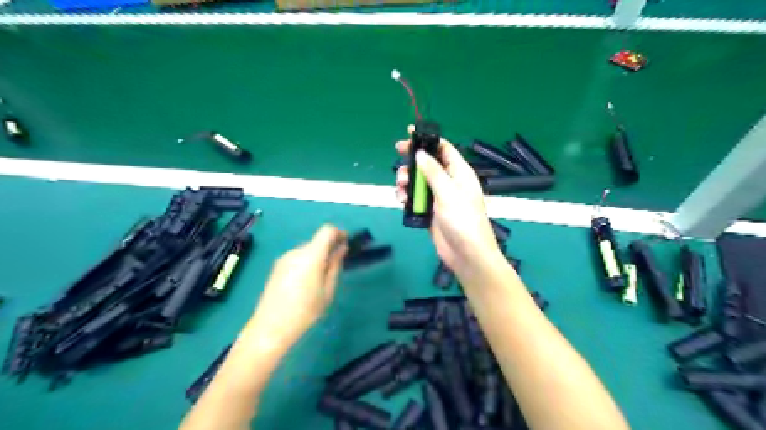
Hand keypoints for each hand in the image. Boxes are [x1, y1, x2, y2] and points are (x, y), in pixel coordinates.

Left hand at [248, 227, 347, 347]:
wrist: (270, 327)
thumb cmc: (305, 311)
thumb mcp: (327, 290)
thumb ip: (335, 265)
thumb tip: (341, 248)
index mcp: (311, 255)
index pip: (327, 230)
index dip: (339, 233)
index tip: (346, 244)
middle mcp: (296, 251)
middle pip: (317, 241)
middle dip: (329, 248)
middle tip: (336, 267)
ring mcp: (284, 258)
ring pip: (307, 250)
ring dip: (317, 257)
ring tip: (320, 279)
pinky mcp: (277, 267)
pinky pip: (297, 258)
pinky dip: (306, 263)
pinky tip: (305, 283)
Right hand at [395, 126, 506, 282]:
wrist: (466, 255)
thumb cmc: (462, 221)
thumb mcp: (448, 193)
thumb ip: (433, 172)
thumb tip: (420, 154)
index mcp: (459, 173)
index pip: (443, 149)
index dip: (428, 139)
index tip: (409, 133)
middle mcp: (449, 183)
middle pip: (427, 164)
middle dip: (412, 161)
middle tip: (398, 159)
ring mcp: (439, 198)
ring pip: (418, 182)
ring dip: (407, 181)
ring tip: (400, 186)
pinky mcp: (430, 212)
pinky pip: (415, 199)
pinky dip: (407, 197)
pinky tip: (400, 200)